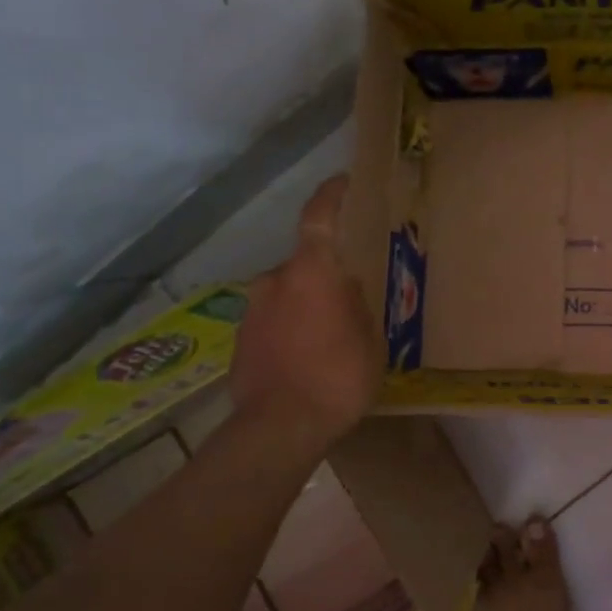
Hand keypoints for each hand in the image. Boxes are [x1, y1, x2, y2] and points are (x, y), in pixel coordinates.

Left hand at [227, 175, 381, 441]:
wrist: (279, 428)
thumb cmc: (338, 378)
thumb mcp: (370, 341)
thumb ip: (357, 307)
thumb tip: (346, 291)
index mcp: (312, 273)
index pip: (318, 217)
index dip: (330, 195)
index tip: (342, 182)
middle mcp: (275, 281)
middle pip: (305, 265)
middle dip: (326, 277)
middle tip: (350, 302)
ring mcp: (252, 310)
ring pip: (287, 294)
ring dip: (307, 306)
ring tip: (330, 339)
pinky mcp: (240, 339)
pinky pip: (273, 321)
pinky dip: (290, 329)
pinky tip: (306, 359)